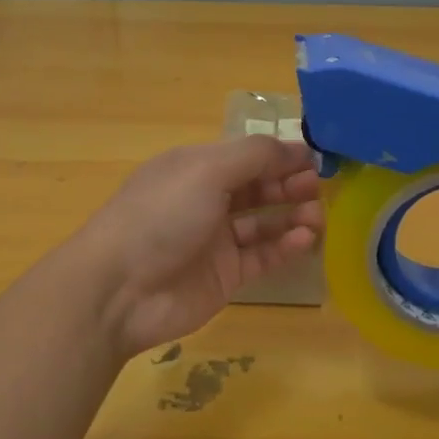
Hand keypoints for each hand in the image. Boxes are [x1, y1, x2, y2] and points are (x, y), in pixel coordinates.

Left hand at [75, 136, 323, 359]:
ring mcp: (215, 239)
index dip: (280, 154)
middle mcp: (206, 199)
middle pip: (257, 186)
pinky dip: (285, 246)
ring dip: (292, 215)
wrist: (120, 290)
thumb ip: (254, 156)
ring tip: (318, 216)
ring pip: (264, 222)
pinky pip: (262, 256)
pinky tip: (306, 239)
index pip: (247, 154)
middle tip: (319, 187)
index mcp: (196, 167)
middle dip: (289, 183)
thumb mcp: (206, 170)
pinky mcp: (225, 275)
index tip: (317, 158)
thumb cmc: (161, 215)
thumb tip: (295, 147)